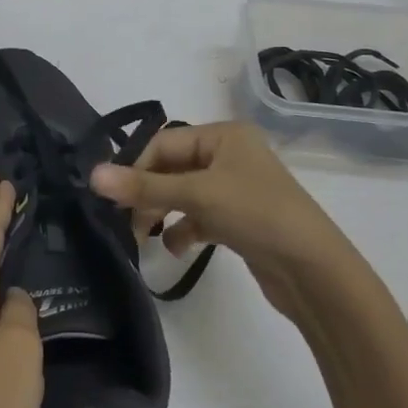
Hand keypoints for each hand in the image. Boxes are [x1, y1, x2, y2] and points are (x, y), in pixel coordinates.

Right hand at [90, 122, 353, 309]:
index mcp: (223, 135)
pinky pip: (199, 215)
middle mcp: (229, 154)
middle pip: (172, 167)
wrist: (315, 272)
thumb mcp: (197, 196)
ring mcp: (235, 187)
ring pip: (183, 193)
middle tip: (126, 222)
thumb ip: (144, 187)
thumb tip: (92, 174)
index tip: (114, 198)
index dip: (136, 168)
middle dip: (148, 193)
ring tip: (144, 237)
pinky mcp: (239, 218)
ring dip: (162, 212)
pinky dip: (184, 228)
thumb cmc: (257, 215)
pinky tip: (176, 248)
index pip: (164, 143)